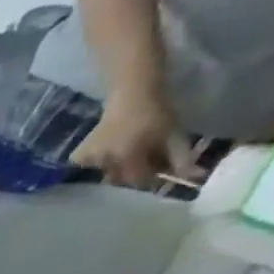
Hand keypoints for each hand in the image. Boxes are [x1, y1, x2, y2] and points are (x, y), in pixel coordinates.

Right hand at [72, 86, 197, 186]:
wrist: (132, 93)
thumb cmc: (155, 112)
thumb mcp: (173, 134)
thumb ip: (179, 157)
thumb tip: (194, 177)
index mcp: (128, 156)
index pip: (139, 180)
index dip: (151, 178)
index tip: (159, 172)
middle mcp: (105, 161)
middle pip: (120, 178)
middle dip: (133, 172)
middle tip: (144, 160)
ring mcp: (90, 159)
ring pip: (105, 173)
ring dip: (117, 168)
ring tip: (128, 154)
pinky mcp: (79, 156)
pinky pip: (89, 168)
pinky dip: (96, 165)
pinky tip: (106, 155)